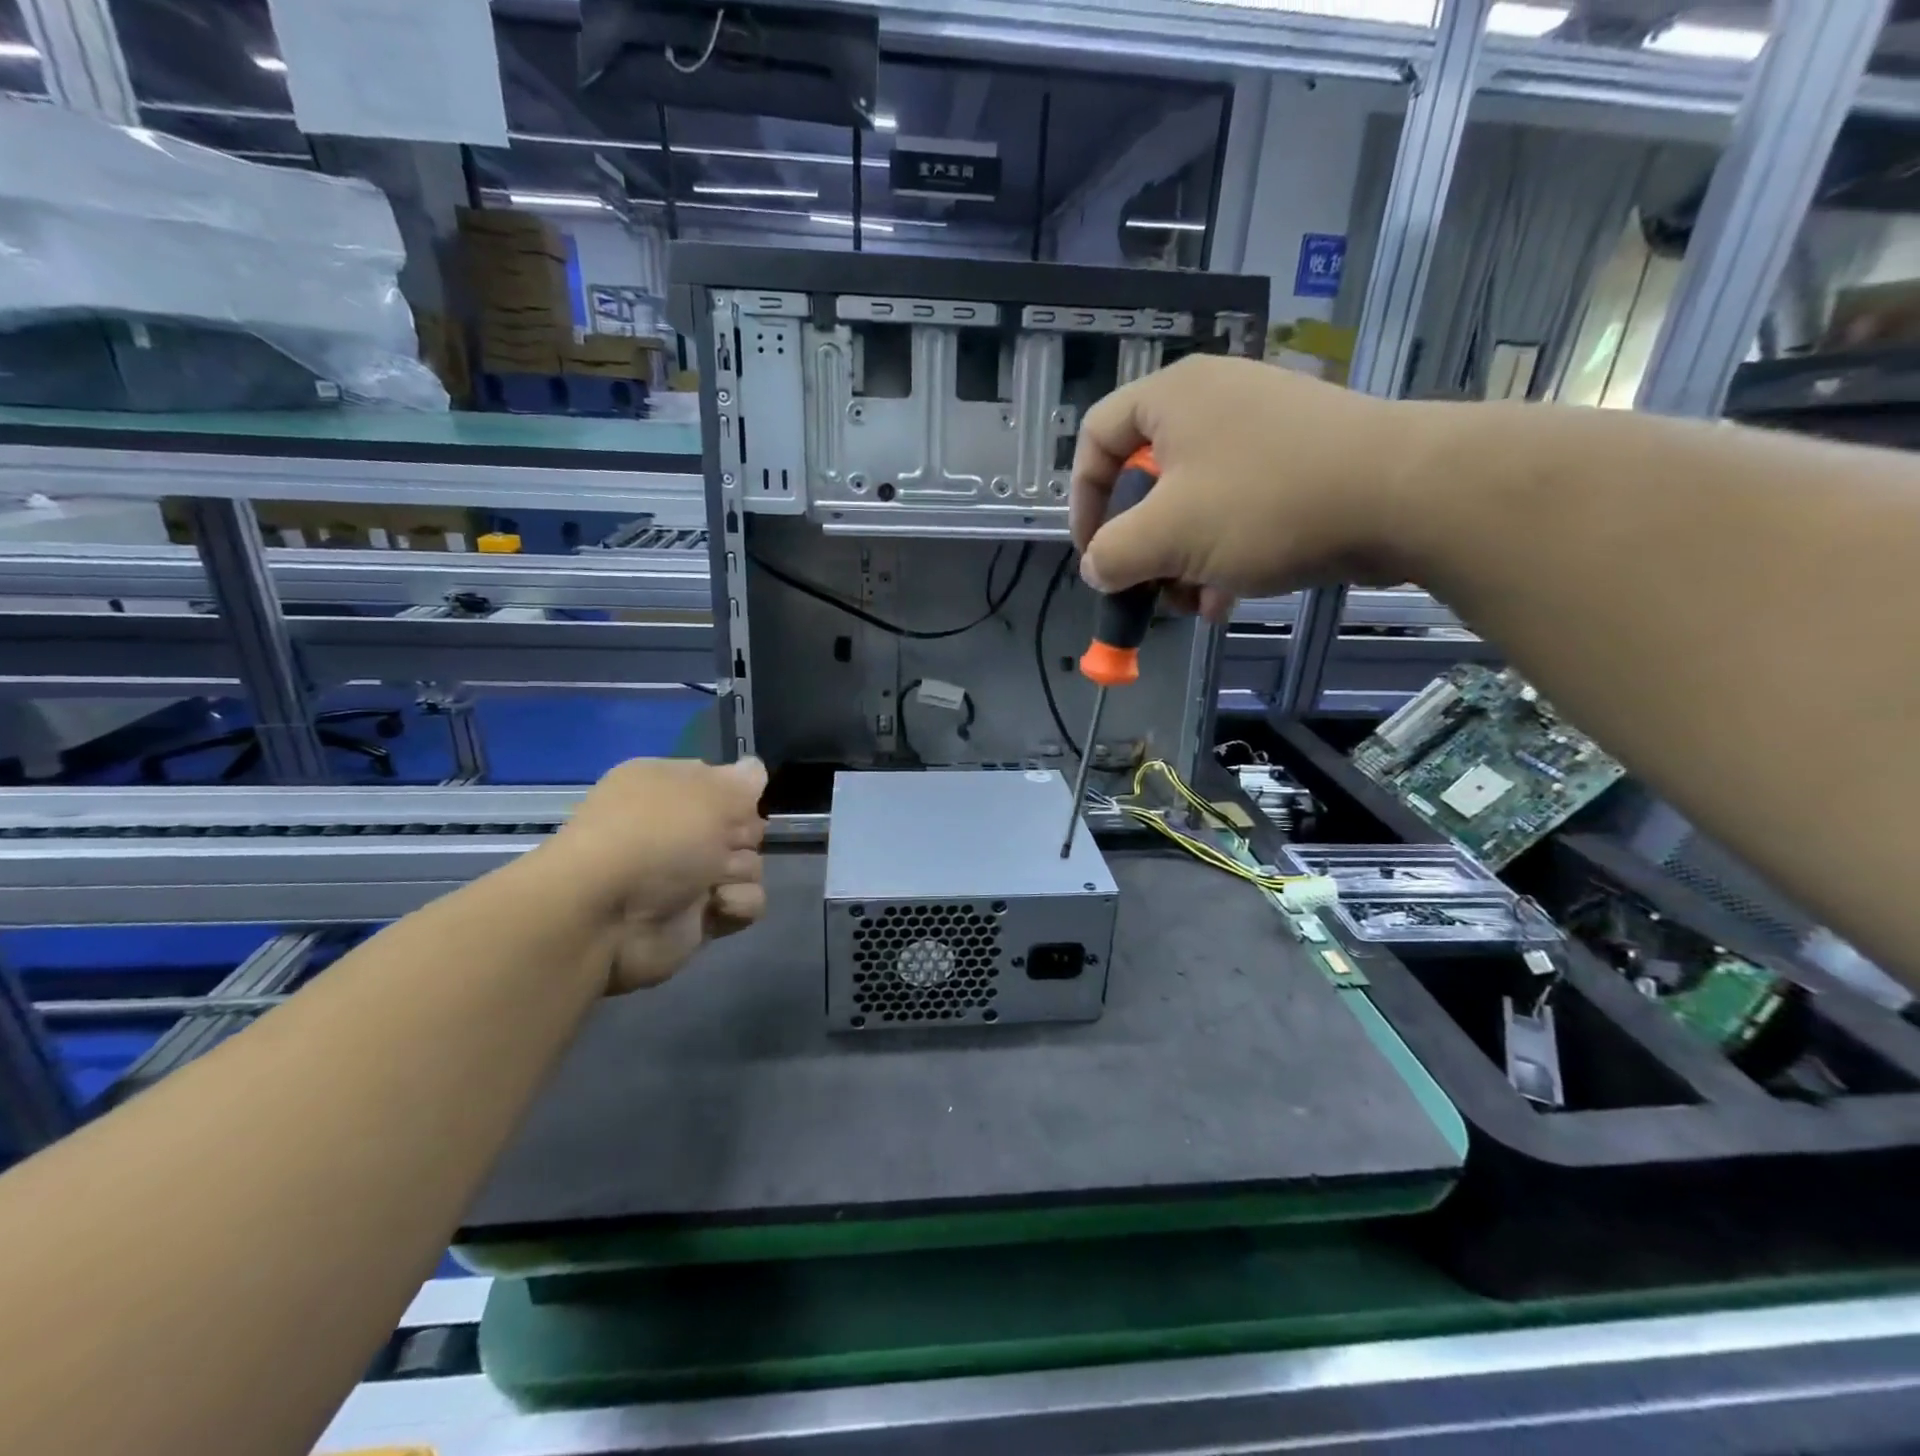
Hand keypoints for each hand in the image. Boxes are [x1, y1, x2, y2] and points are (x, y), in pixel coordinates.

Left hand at [534, 757, 767, 992]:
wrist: (606, 916)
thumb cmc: (656, 836)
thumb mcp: (708, 792)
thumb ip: (742, 780)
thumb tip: (755, 769)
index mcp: (666, 787)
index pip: (722, 783)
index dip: (736, 795)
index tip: (737, 803)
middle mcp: (675, 829)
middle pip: (743, 827)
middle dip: (743, 836)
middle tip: (724, 843)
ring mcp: (686, 876)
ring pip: (749, 866)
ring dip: (739, 873)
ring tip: (712, 882)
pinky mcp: (698, 917)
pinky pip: (743, 904)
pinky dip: (735, 905)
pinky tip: (716, 906)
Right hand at [1069, 355, 1430, 620]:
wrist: (1406, 494)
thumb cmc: (1266, 503)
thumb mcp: (1168, 536)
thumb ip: (1113, 554)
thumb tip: (1097, 567)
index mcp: (1172, 398)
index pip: (1096, 438)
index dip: (1082, 501)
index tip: (1093, 554)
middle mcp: (1213, 402)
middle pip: (1145, 479)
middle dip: (1142, 545)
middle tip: (1147, 586)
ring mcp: (1260, 430)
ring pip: (1192, 503)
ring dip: (1181, 561)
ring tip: (1193, 603)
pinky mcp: (1297, 461)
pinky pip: (1236, 508)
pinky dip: (1222, 554)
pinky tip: (1228, 599)